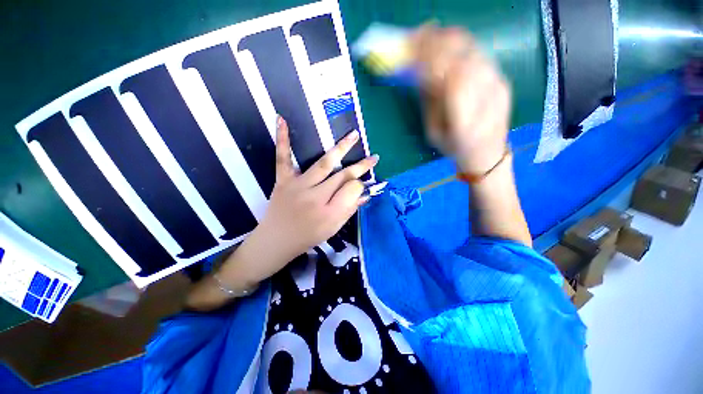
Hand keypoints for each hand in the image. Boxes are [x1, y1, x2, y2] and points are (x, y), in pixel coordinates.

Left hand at [238, 116, 377, 283]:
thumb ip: (349, 210)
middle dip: (360, 167)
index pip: (352, 191)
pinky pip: (283, 158)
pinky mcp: (283, 181)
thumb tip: (365, 194)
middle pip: (342, 177)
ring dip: (341, 148)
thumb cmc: (308, 237)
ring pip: (323, 164)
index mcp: (329, 213)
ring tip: (354, 135)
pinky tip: (282, 120)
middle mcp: (315, 197)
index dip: (360, 185)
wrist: (276, 241)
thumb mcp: (333, 229)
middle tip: (373, 158)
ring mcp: (298, 186)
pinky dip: (282, 139)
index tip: (363, 184)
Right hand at [412, 26, 510, 173]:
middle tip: (413, 37)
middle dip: (434, 41)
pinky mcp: (500, 77)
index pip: (448, 74)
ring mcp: (496, 82)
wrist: (488, 153)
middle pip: (461, 53)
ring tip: (425, 37)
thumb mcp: (434, 133)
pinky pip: (477, 53)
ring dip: (445, 38)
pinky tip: (444, 46)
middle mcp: (485, 93)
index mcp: (464, 115)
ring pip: (471, 48)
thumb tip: (419, 74)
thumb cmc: (455, 149)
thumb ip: (429, 102)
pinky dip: (457, 45)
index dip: (428, 58)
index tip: (408, 49)